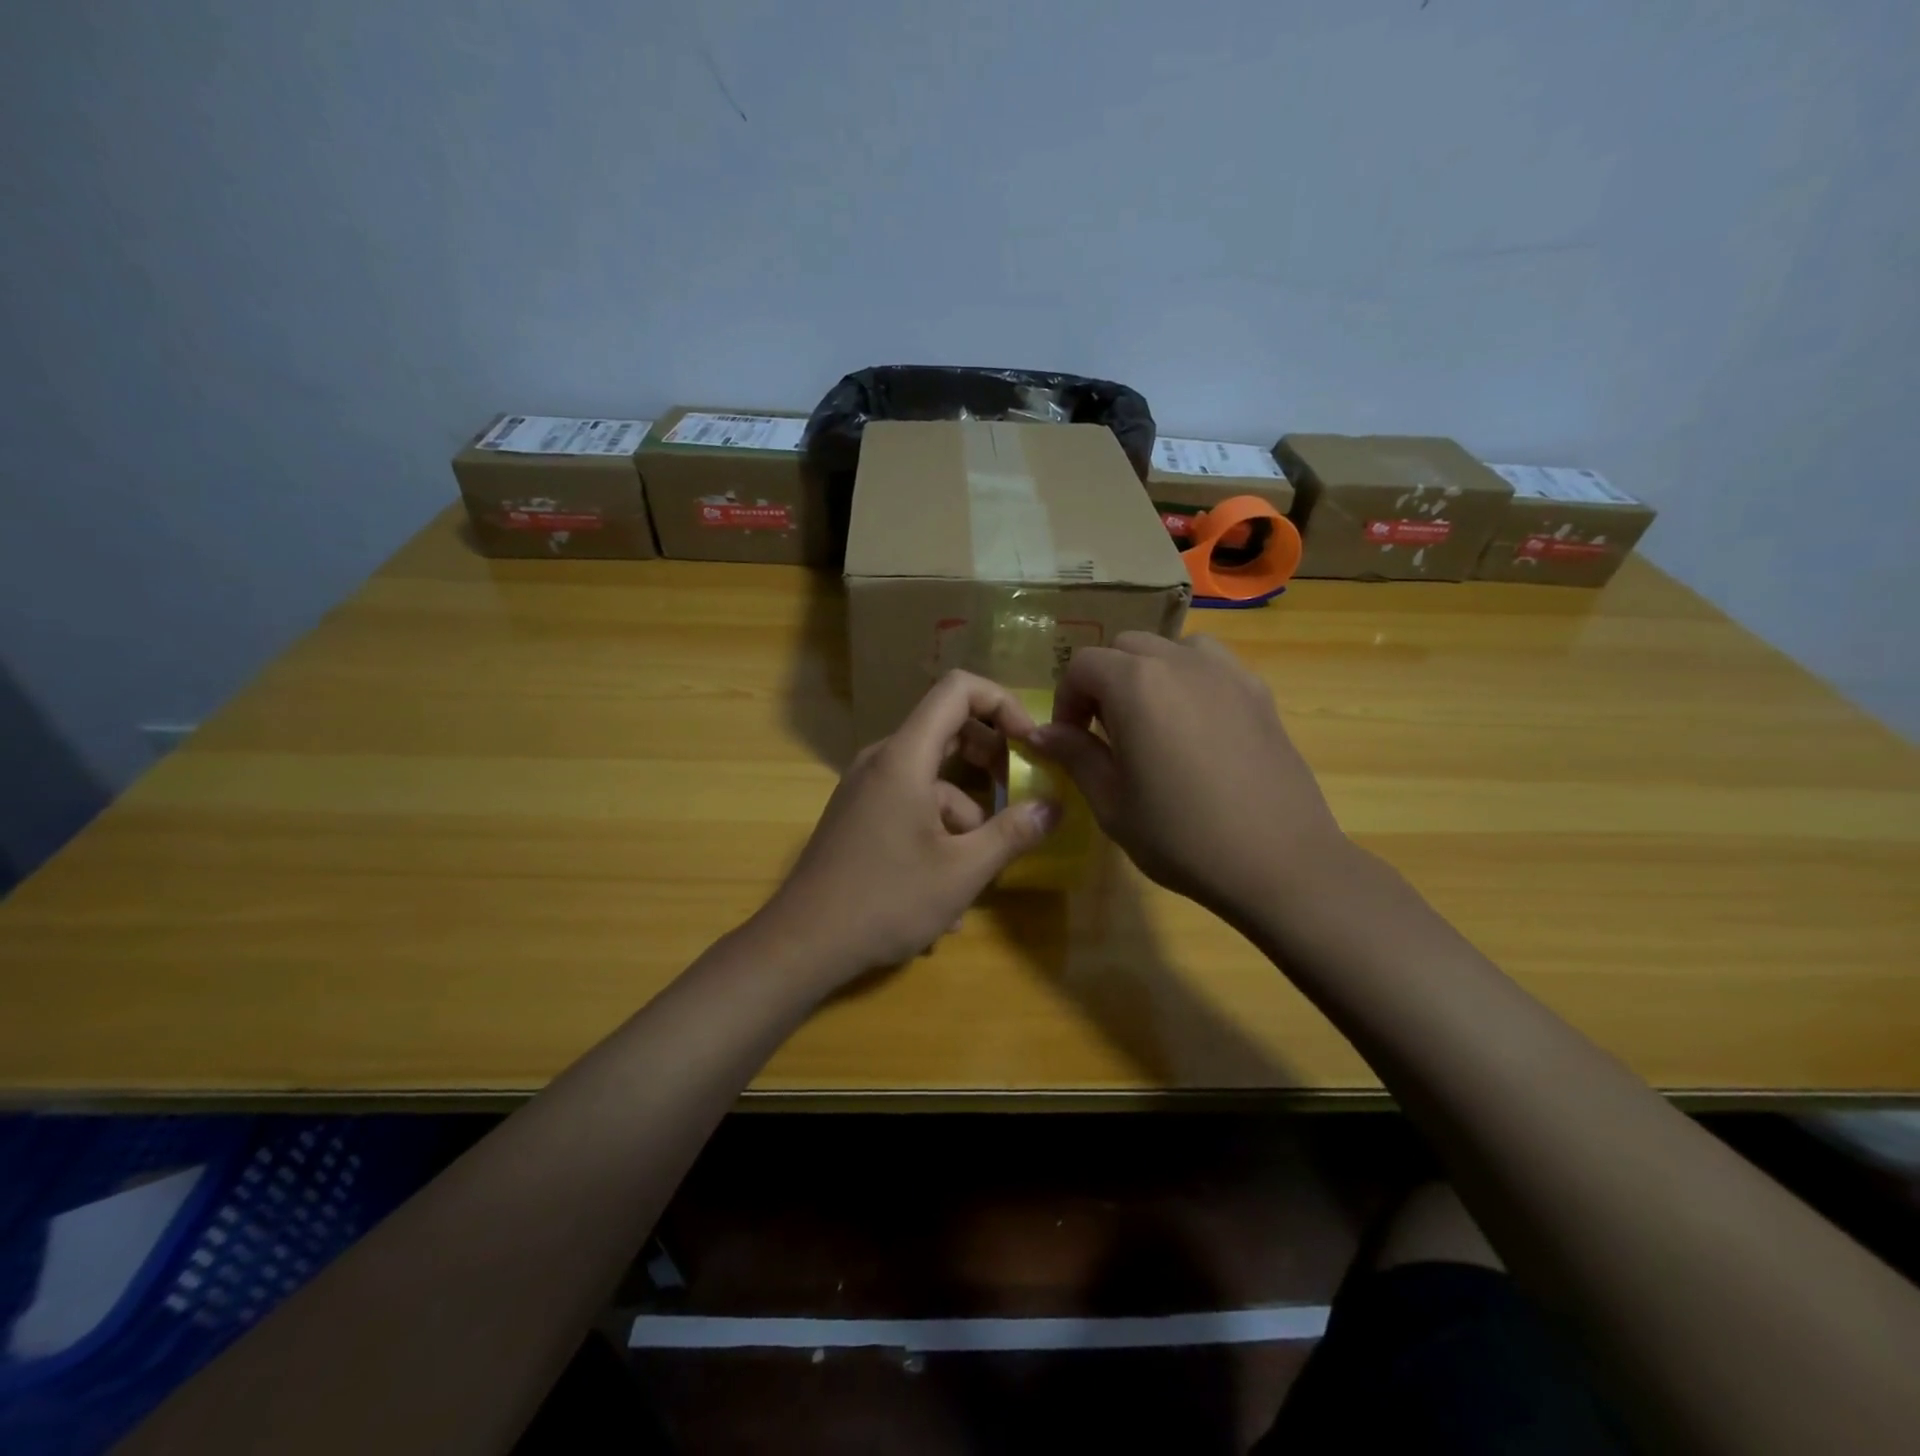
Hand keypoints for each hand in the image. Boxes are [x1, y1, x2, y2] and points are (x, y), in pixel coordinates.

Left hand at [761, 671, 1060, 979]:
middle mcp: (882, 761)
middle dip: (991, 760)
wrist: (802, 943)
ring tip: (981, 873)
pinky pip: (910, 806)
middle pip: (947, 730)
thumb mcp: (962, 871)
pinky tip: (946, 896)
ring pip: (932, 780)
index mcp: (905, 757)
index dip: (1002, 703)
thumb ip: (1013, 833)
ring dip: (966, 816)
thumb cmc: (886, 900)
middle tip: (1020, 795)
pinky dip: (937, 833)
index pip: (957, 689)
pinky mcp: (859, 815)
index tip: (1031, 743)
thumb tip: (1054, 807)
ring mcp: (865, 788)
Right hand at [1027, 633, 1344, 918]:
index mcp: (1136, 685)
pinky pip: (1212, 666)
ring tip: (1151, 719)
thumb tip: (1042, 733)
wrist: (1278, 862)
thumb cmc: (1182, 837)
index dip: (1066, 699)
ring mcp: (1227, 673)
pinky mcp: (1259, 692)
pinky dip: (1190, 679)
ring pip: (1172, 649)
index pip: (1083, 665)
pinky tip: (1196, 726)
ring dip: (1149, 672)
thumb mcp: (1112, 803)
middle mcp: (1181, 662)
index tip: (1069, 738)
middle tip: (1105, 731)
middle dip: (1104, 681)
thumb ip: (1075, 755)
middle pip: (1126, 647)